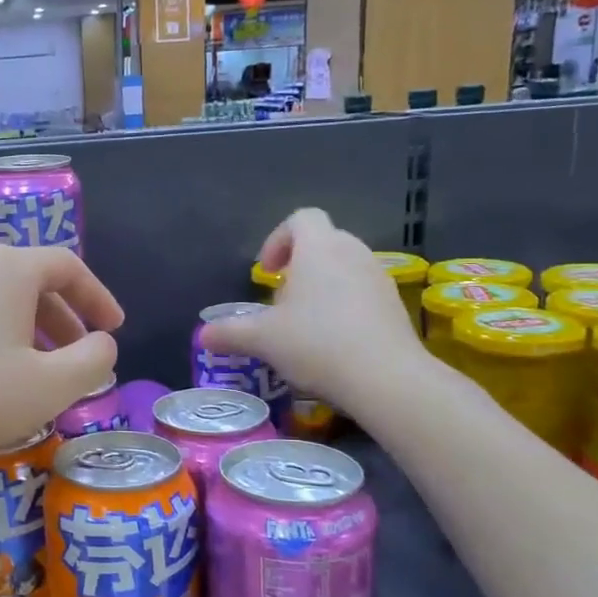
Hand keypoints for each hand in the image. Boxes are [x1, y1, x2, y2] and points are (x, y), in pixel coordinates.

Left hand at [0, 243, 122, 470]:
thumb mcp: (47, 387)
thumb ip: (91, 362)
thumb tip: (103, 344)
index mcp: (8, 269)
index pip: (67, 266)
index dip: (98, 297)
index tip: (114, 329)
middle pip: (31, 282)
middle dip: (63, 320)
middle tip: (80, 357)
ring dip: (28, 332)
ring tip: (38, 373)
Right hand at [200, 209, 426, 409]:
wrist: (385, 378)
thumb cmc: (316, 342)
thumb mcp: (262, 339)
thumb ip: (230, 332)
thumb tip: (202, 335)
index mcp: (319, 248)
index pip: (301, 218)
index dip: (278, 239)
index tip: (268, 272)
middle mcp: (352, 252)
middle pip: (323, 242)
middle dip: (299, 265)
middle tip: (281, 300)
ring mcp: (379, 277)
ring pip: (345, 267)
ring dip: (322, 286)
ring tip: (305, 324)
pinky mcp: (395, 305)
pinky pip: (363, 292)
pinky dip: (345, 306)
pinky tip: (333, 342)